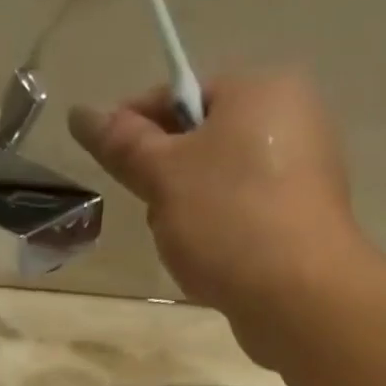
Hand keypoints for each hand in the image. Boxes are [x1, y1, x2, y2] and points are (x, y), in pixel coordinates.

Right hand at [69, 70, 365, 365]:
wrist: (298, 295)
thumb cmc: (228, 220)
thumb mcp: (164, 176)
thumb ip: (122, 144)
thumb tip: (82, 113)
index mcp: (262, 89)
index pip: (182, 94)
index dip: (136, 127)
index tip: (110, 164)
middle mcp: (292, 120)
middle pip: (201, 144)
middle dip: (167, 182)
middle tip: (156, 217)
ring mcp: (303, 175)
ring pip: (219, 187)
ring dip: (188, 216)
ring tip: (185, 250)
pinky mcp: (303, 224)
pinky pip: (244, 219)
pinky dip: (220, 239)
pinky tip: (212, 267)